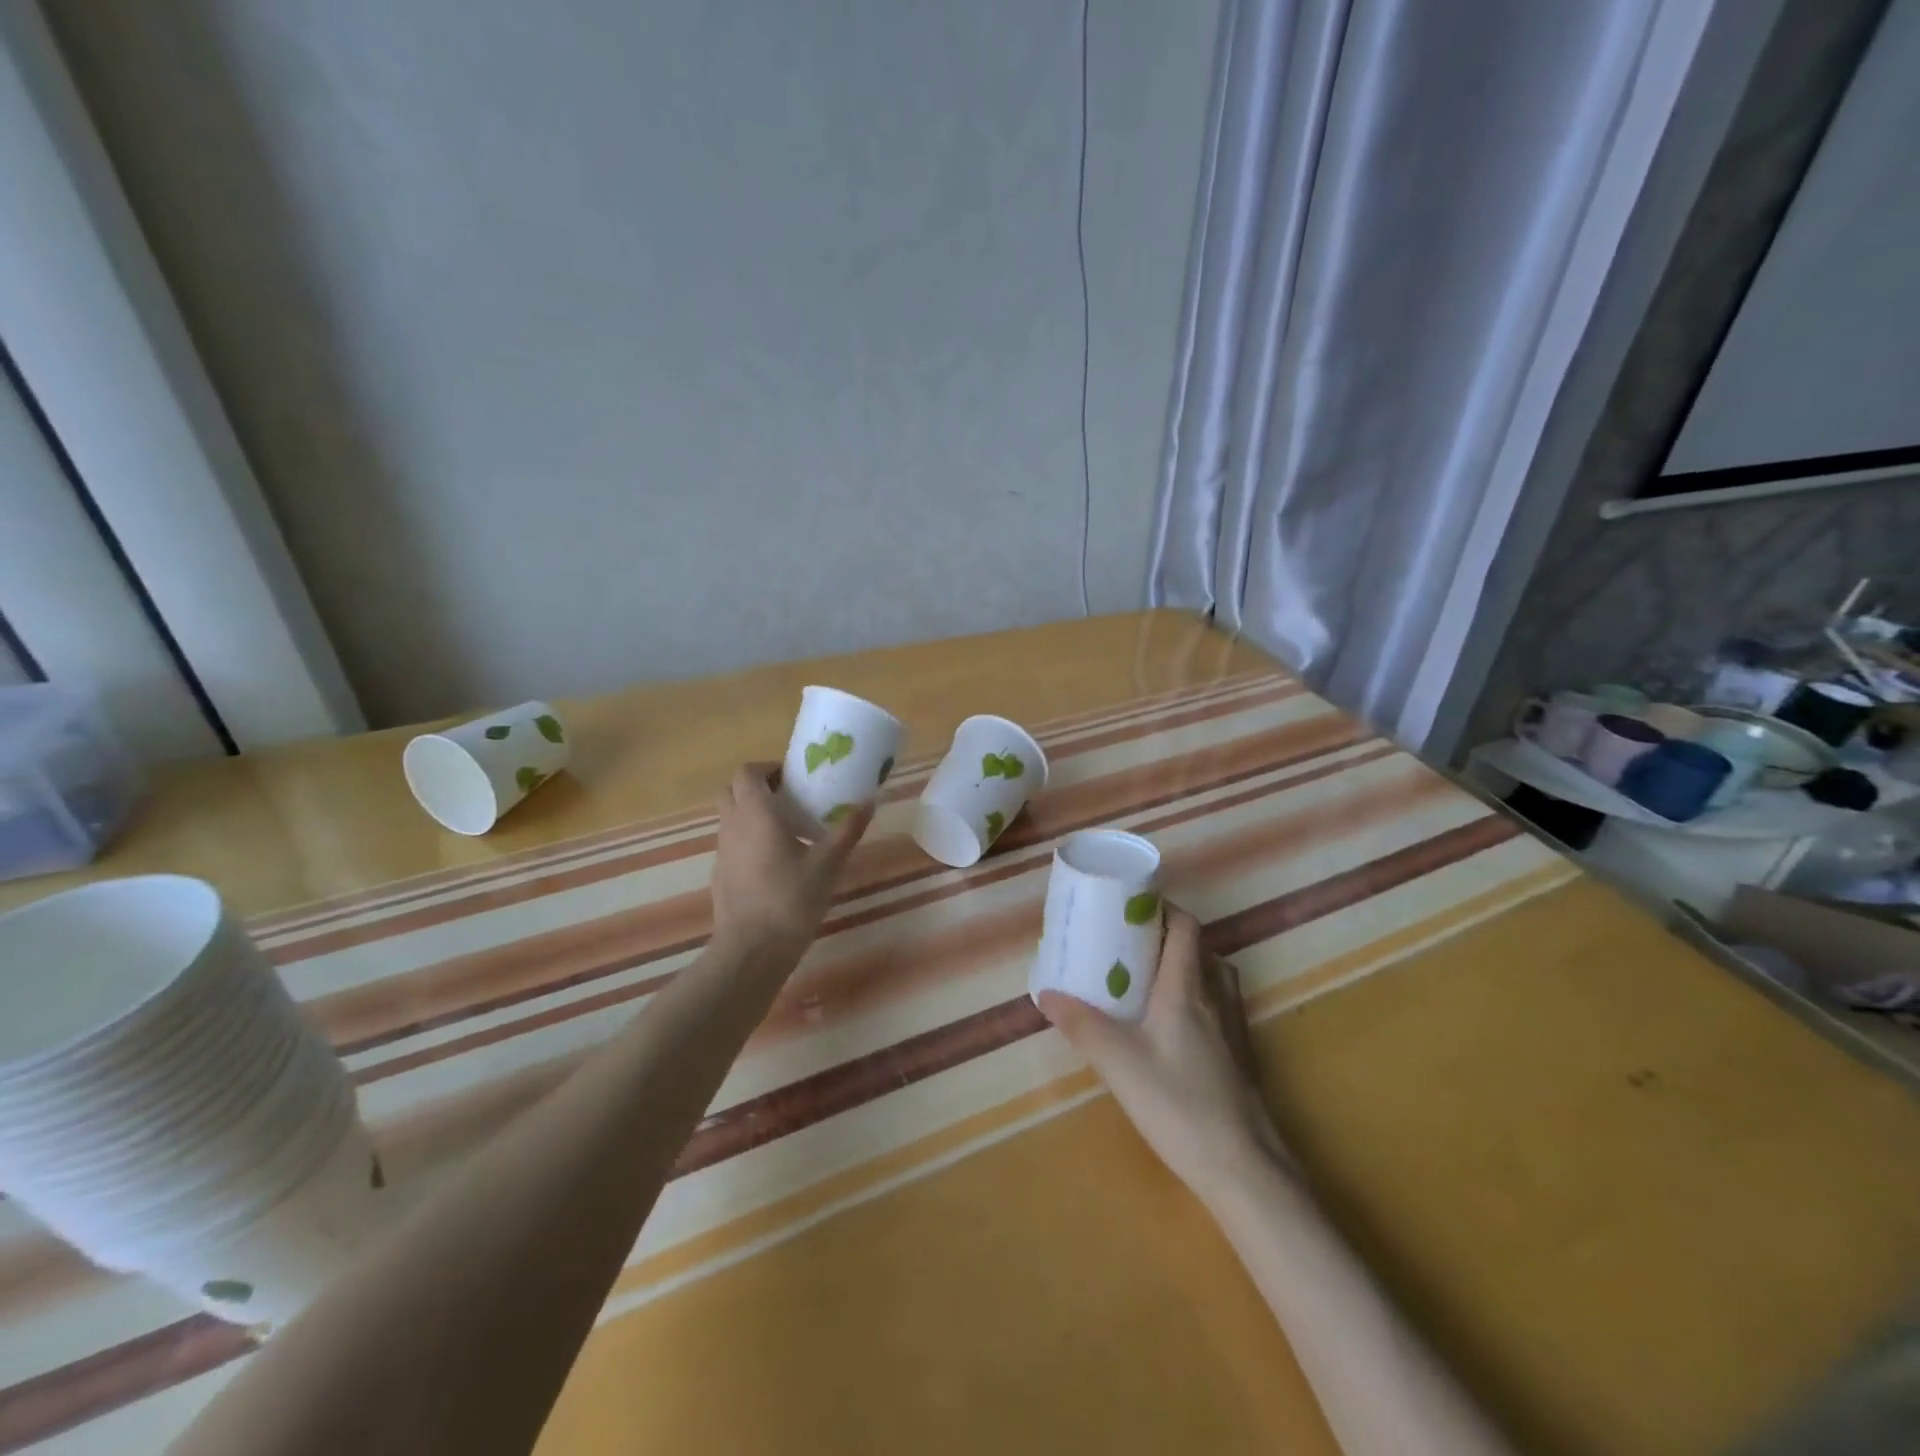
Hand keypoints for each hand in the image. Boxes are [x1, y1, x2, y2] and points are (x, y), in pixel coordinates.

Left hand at [710, 763, 872, 958]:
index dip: (767, 768)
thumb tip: (869, 802)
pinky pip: (731, 844)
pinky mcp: (720, 875)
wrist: (752, 950)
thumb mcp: (828, 864)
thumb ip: (847, 830)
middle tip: (789, 799)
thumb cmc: (790, 899)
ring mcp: (722, 852)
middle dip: (757, 788)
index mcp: (755, 814)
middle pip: (732, 791)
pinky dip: (748, 841)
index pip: (747, 772)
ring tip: (787, 832)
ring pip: (730, 818)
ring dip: (752, 814)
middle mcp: (732, 826)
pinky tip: (775, 864)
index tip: (792, 778)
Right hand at [1039, 906, 1288, 1202]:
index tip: (1130, 908)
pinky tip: (1173, 1027)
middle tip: (1129, 945)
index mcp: (1186, 988)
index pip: (1185, 926)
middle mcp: (1215, 998)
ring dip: (1186, 966)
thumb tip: (1046, 994)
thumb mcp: (1118, 1063)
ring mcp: (1233, 1029)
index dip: (1163, 908)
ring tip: (1150, 979)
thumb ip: (1081, 1025)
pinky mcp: (1240, 1057)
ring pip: (1213, 978)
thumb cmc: (1177, 1103)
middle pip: (1200, 948)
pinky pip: (1219, 1007)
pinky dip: (1198, 998)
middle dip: (1167, 937)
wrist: (1242, 1166)